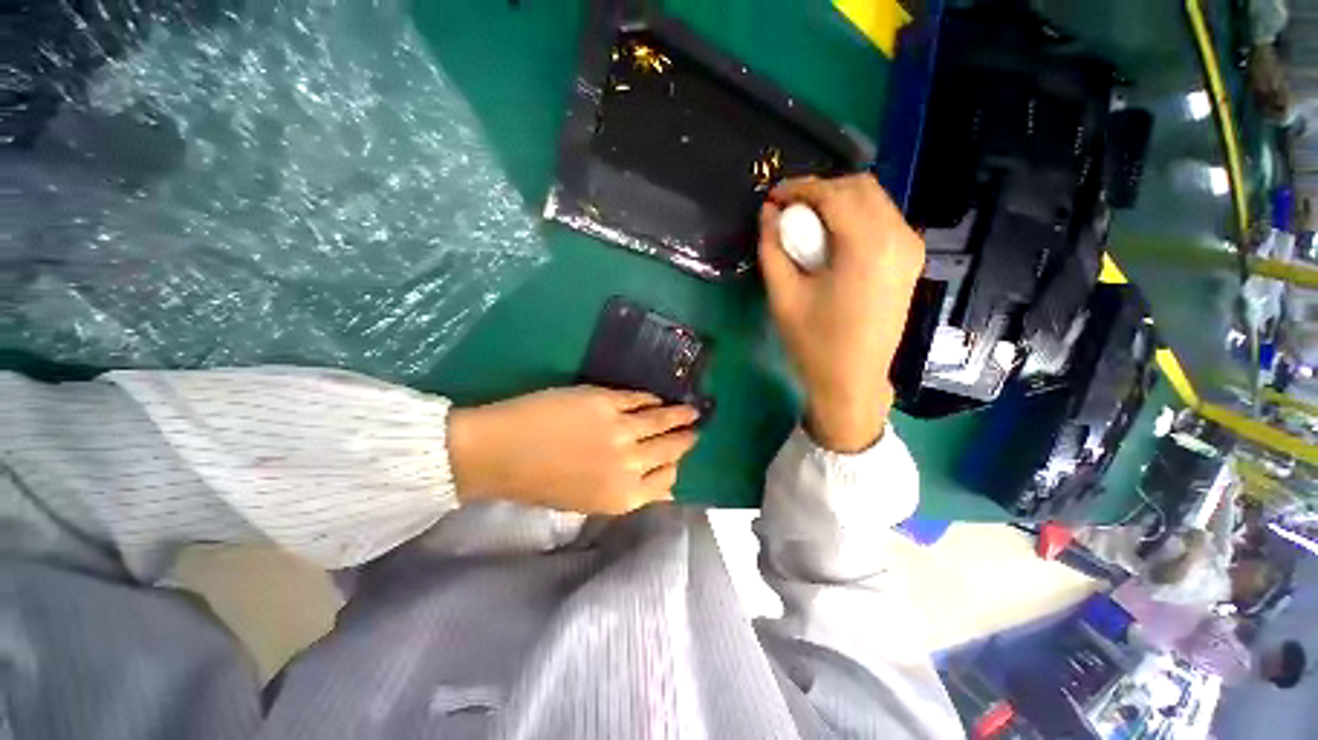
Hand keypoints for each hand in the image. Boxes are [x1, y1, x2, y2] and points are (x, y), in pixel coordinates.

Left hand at [448, 387, 698, 514]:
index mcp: (623, 496)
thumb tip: (662, 490)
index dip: (675, 468)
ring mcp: (621, 429)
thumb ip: (628, 494)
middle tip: (695, 430)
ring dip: (680, 415)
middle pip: (670, 449)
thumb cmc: (539, 484)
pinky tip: (658, 398)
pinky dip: (652, 398)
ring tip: (691, 410)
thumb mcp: (586, 502)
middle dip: (686, 440)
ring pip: (662, 420)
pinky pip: (640, 399)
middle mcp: (629, 464)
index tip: (679, 459)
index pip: (666, 480)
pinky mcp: (607, 401)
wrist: (500, 453)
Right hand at [758, 174, 924, 451]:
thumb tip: (767, 213)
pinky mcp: (910, 261)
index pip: (834, 194)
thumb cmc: (814, 343)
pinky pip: (883, 220)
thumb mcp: (783, 295)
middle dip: (820, 190)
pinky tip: (832, 238)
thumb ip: (771, 249)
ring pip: (875, 200)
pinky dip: (855, 217)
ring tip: (806, 223)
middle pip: (860, 188)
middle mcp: (898, 238)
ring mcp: (910, 249)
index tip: (773, 197)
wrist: (852, 381)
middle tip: (788, 210)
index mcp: (868, 246)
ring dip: (838, 202)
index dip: (800, 188)